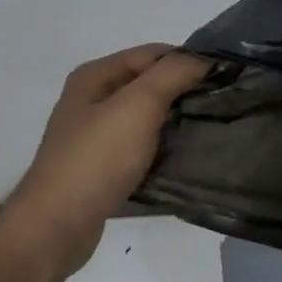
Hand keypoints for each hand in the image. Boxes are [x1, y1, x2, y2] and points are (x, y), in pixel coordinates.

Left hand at [0, 44, 210, 280]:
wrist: (56, 227)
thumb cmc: (96, 159)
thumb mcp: (138, 106)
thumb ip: (172, 74)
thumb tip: (204, 59)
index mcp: (95, 76)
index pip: (153, 53)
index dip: (188, 61)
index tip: (225, 77)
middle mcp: (93, 100)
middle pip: (150, 83)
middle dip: (185, 90)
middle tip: (224, 103)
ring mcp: (96, 135)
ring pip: (148, 116)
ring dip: (177, 119)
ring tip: (212, 127)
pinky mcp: (104, 166)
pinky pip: (143, 145)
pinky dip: (164, 146)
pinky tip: (187, 155)